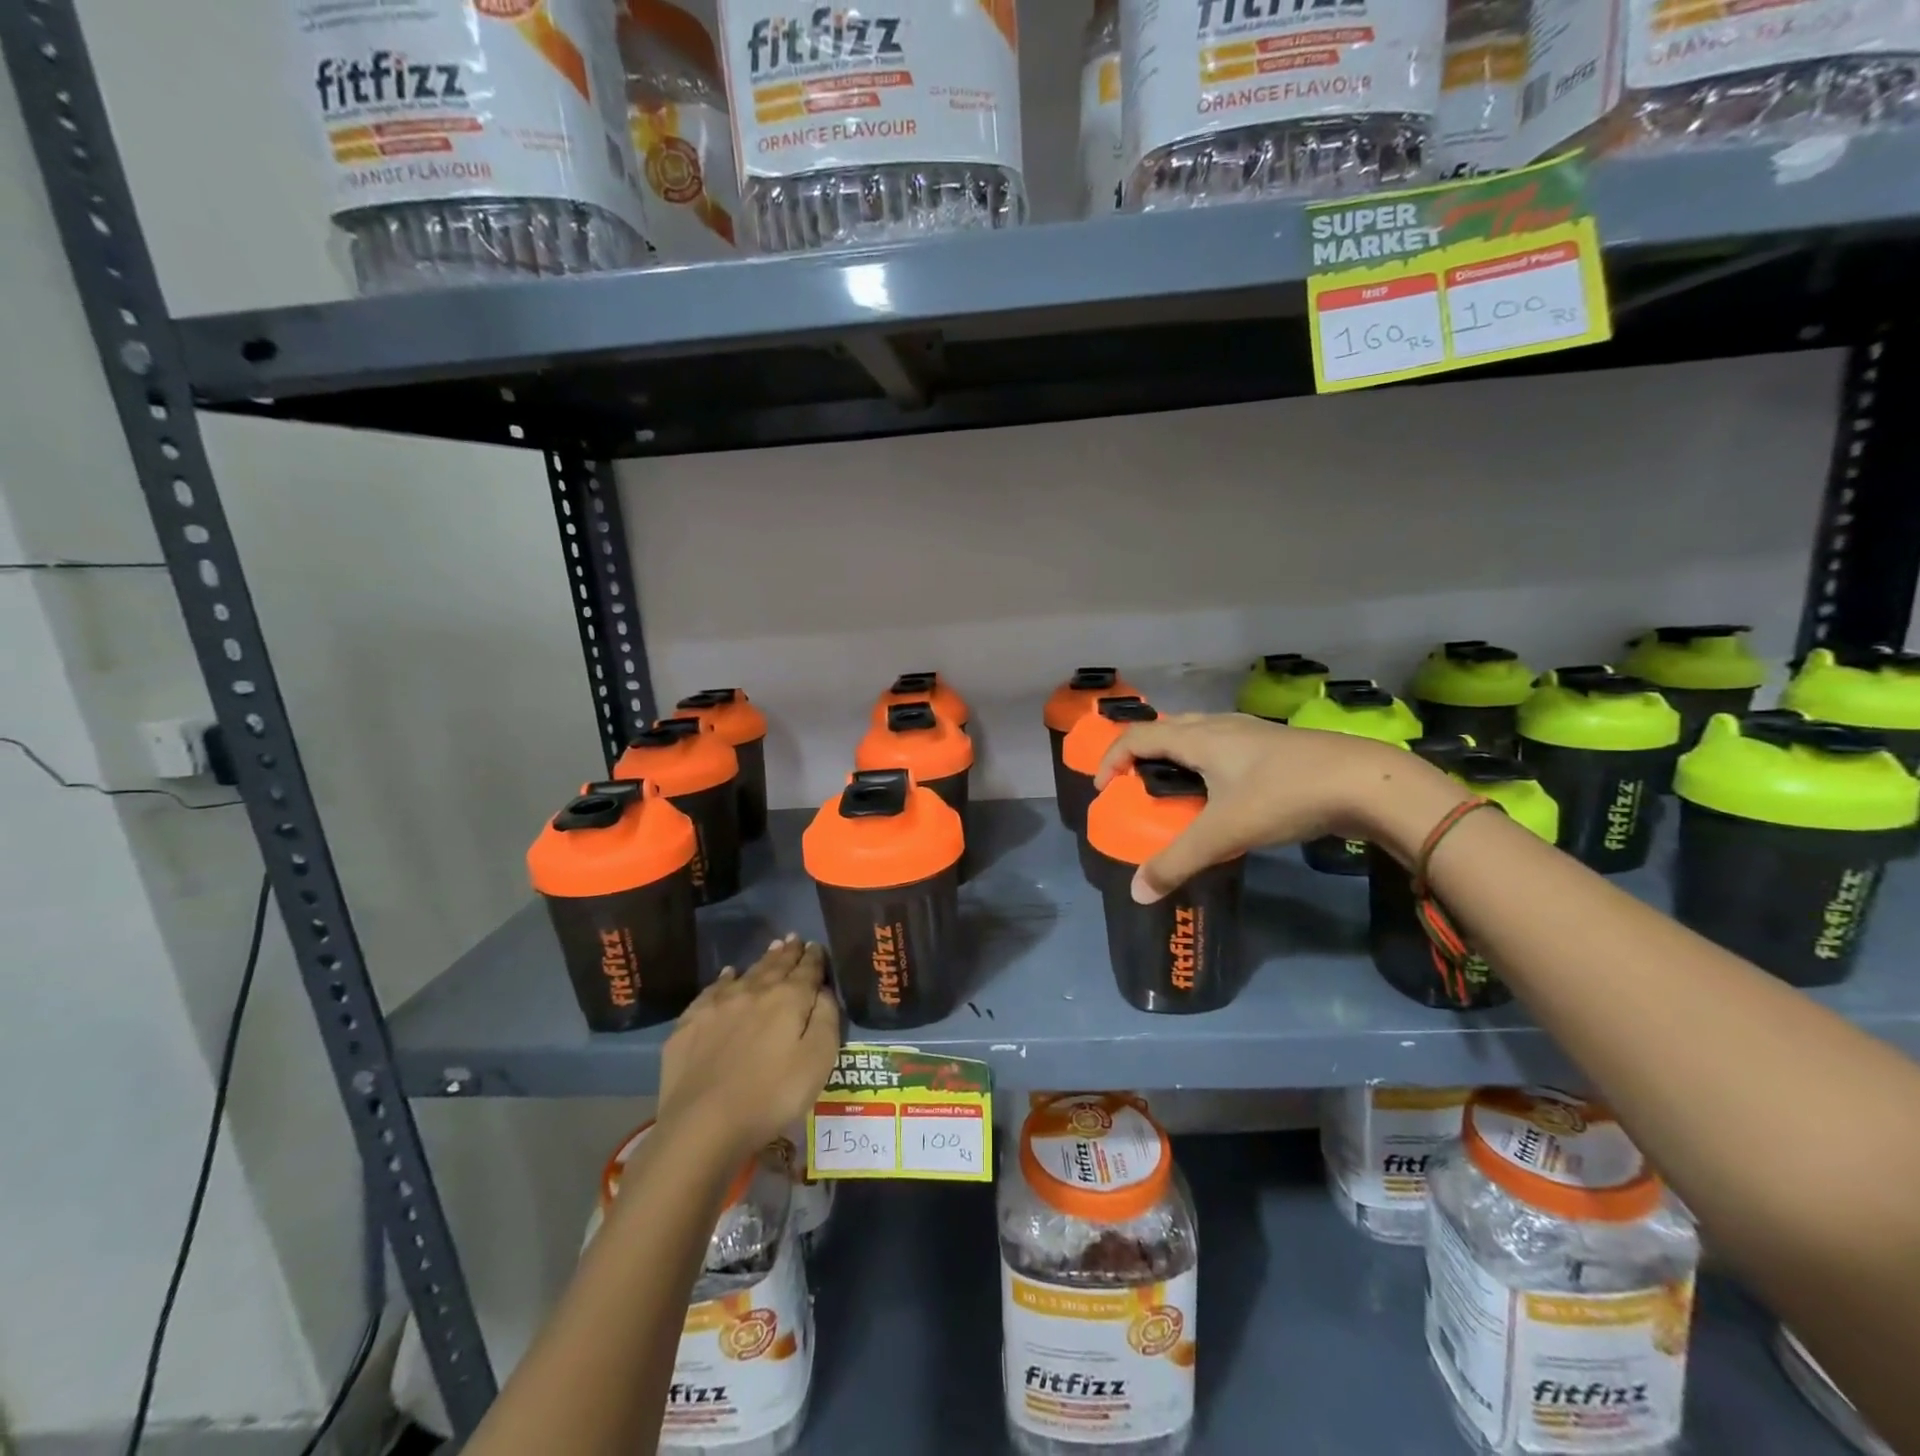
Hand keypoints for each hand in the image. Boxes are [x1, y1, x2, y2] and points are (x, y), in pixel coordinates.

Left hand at [656, 936, 840, 1160]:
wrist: (702, 1124)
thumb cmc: (772, 1096)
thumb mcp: (818, 1060)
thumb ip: (826, 1018)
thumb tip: (823, 990)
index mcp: (788, 999)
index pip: (807, 971)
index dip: (814, 958)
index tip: (817, 946)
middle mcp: (754, 992)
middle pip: (776, 966)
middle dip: (788, 952)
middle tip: (794, 938)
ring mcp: (718, 1005)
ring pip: (747, 973)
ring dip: (762, 960)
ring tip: (772, 948)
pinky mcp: (690, 1024)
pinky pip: (712, 990)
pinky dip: (725, 978)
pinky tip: (728, 975)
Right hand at [1094, 713, 1466, 901]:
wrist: (1366, 781)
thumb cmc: (1284, 796)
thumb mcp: (1224, 833)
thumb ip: (1177, 861)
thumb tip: (1136, 892)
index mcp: (1199, 738)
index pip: (1138, 736)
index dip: (1112, 758)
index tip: (1102, 788)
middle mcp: (1220, 726)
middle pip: (1167, 728)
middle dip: (1142, 753)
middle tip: (1135, 785)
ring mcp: (1251, 732)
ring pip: (1198, 734)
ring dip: (1175, 754)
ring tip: (1173, 787)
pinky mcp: (1276, 745)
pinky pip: (1223, 744)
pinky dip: (1205, 761)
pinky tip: (1223, 790)